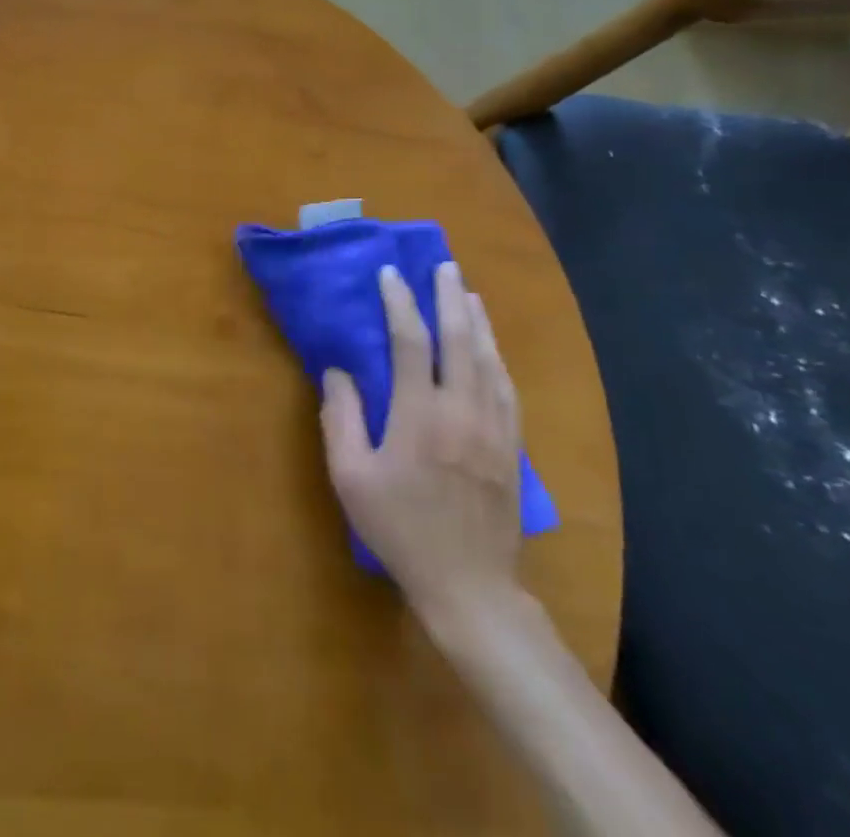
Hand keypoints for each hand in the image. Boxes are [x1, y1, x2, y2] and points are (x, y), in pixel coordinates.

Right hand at [321, 261, 522, 637]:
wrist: (469, 585)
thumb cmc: (400, 528)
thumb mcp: (350, 476)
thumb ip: (340, 417)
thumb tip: (337, 371)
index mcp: (419, 414)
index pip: (410, 341)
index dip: (399, 302)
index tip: (389, 275)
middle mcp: (462, 410)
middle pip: (460, 339)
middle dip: (450, 297)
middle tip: (444, 265)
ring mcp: (494, 427)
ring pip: (489, 358)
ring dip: (478, 320)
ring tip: (468, 292)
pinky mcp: (512, 446)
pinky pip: (507, 387)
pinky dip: (497, 356)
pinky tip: (491, 347)